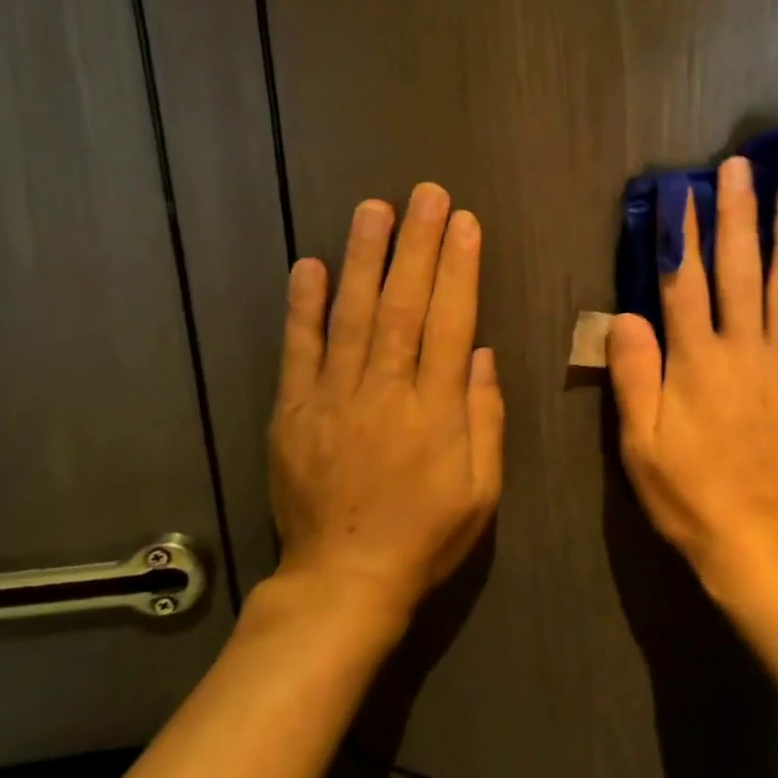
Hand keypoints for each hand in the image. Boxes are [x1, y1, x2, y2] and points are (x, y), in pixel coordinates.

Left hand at [267, 185, 504, 625]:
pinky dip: (303, 307)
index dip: (459, 269)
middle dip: (418, 245)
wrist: (343, 583)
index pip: (452, 323)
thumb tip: (481, 354)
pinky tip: (310, 266)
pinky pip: (299, 351)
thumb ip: (484, 417)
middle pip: (404, 305)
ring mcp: (333, 399)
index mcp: (435, 411)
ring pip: (352, 316)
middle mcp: (385, 392)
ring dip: (364, 258)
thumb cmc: (426, 536)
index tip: (465, 223)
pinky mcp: (293, 413)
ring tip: (374, 209)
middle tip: (426, 194)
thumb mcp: (482, 489)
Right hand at [607, 156, 777, 584]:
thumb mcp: (638, 442)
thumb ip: (633, 374)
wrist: (758, 537)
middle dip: (738, 214)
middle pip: (739, 269)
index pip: (685, 281)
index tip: (684, 190)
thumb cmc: (689, 491)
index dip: (682, 233)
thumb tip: (625, 314)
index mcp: (697, 361)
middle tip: (741, 167)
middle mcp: (745, 349)